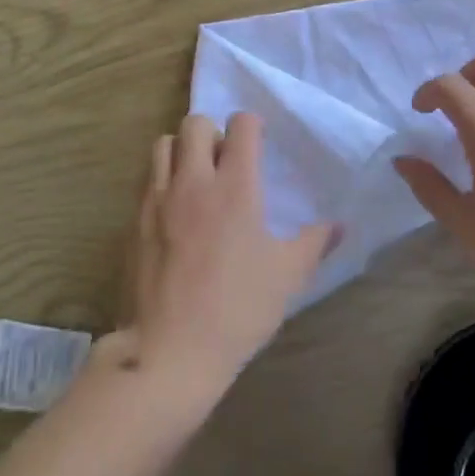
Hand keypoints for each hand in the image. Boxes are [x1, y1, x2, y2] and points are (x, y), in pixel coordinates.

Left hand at [110, 113, 335, 410]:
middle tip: (224, 162)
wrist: (169, 352)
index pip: (241, 125)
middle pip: (195, 123)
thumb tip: (340, 226)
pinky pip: (147, 179)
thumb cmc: (237, 311)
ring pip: (163, 144)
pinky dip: (161, 180)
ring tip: (195, 179)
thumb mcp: (287, 278)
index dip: (252, 126)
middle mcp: (193, 181)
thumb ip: (314, 244)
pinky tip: (174, 211)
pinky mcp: (135, 220)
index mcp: (234, 187)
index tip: (258, 143)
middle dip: (212, 132)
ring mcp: (158, 198)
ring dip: (181, 150)